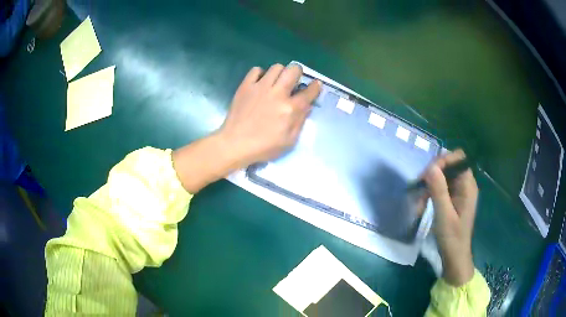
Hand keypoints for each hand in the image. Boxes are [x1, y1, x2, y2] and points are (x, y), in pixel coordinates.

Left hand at [173, 64, 320, 192]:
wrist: (235, 144)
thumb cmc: (264, 147)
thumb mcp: (289, 141)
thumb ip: (300, 121)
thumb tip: (308, 105)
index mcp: (290, 108)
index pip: (309, 91)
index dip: (316, 86)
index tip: (316, 85)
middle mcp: (277, 93)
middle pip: (293, 70)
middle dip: (298, 73)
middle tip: (294, 81)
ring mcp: (260, 87)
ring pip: (276, 67)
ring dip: (280, 73)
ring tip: (276, 82)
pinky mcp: (246, 86)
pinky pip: (256, 70)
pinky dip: (261, 74)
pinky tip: (260, 83)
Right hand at [423, 149, 477, 285]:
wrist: (455, 257)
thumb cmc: (452, 238)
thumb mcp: (444, 215)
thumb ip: (439, 190)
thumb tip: (430, 167)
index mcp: (468, 186)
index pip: (458, 158)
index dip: (443, 161)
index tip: (428, 174)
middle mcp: (465, 185)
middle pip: (449, 165)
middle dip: (433, 174)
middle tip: (420, 187)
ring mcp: (459, 192)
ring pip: (443, 177)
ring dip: (429, 186)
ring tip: (418, 203)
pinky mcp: (453, 199)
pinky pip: (441, 188)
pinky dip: (430, 194)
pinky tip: (422, 207)